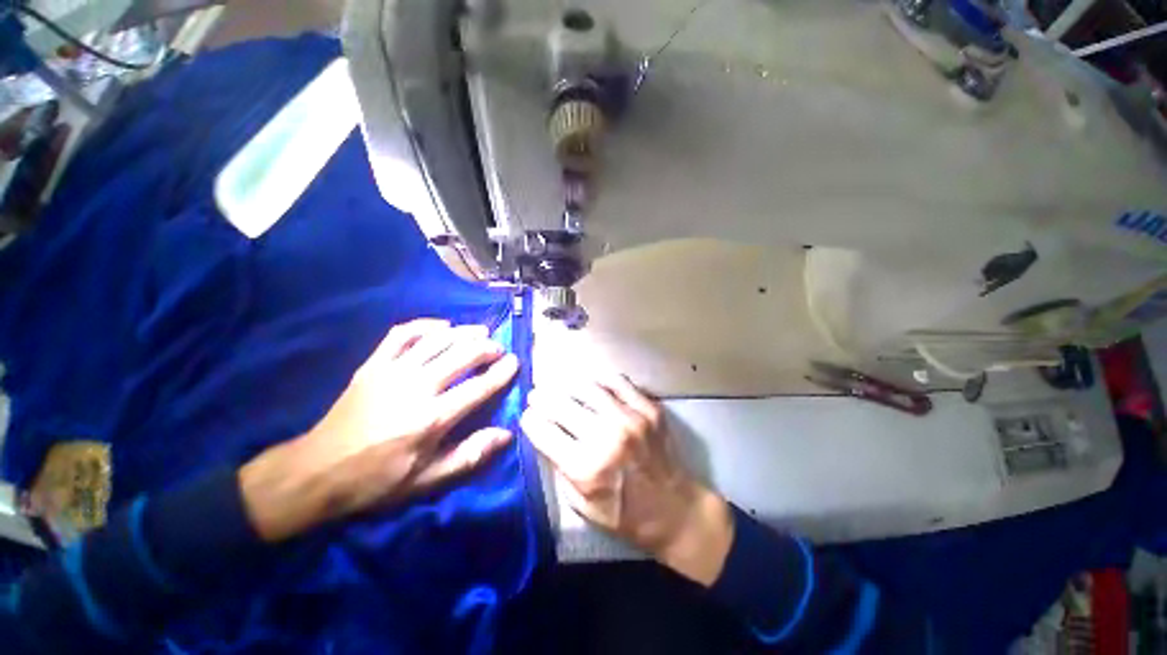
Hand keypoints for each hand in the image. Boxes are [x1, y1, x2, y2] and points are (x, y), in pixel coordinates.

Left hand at [240, 319, 518, 541]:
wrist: (316, 472)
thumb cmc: (377, 480)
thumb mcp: (427, 480)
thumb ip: (469, 455)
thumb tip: (505, 434)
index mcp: (432, 419)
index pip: (479, 386)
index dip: (501, 372)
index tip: (514, 362)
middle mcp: (416, 387)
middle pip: (462, 355)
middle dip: (487, 347)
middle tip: (498, 348)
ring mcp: (392, 371)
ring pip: (437, 340)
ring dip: (464, 332)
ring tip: (480, 332)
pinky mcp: (373, 365)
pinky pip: (402, 334)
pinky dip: (425, 325)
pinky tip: (441, 326)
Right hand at [521, 374, 733, 585]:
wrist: (674, 510)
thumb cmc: (624, 514)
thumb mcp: (580, 504)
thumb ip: (559, 467)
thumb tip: (544, 433)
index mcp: (586, 467)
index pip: (543, 431)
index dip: (530, 421)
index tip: (527, 417)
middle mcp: (607, 437)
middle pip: (561, 404)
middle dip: (541, 398)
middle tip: (536, 395)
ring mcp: (631, 419)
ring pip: (588, 387)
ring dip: (567, 385)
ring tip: (560, 386)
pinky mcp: (650, 409)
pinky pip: (619, 382)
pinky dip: (601, 380)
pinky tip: (594, 385)